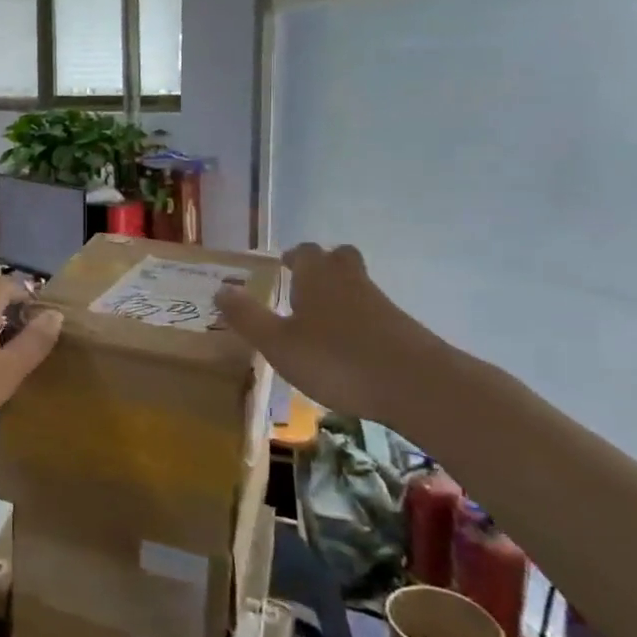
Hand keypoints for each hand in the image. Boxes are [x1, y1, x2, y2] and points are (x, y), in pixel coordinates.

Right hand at [215, 243, 446, 430]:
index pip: (306, 252)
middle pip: (339, 258)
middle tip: (304, 284)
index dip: (294, 257)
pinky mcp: (402, 330)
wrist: (416, 384)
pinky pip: (374, 313)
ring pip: (357, 285)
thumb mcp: (279, 344)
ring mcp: (380, 304)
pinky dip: (359, 322)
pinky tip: (349, 349)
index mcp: (317, 277)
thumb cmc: (336, 359)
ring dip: (341, 295)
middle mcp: (349, 281)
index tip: (282, 266)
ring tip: (321, 322)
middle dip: (322, 266)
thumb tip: (220, 289)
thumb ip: (248, 317)